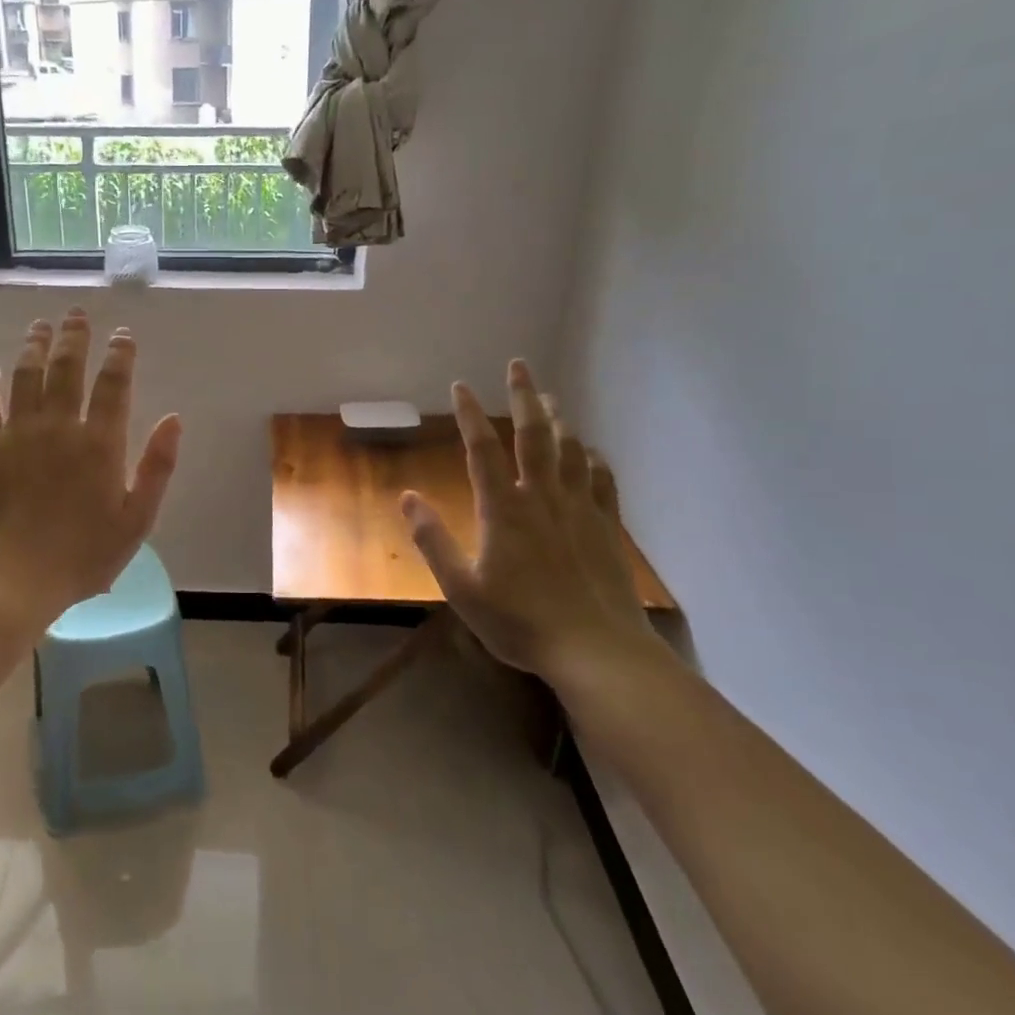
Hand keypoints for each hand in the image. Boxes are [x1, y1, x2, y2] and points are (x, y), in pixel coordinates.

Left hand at [0, 309, 180, 618]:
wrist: (14, 576)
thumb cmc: (85, 554)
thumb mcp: (137, 519)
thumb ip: (157, 466)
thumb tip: (173, 419)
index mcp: (101, 442)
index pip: (113, 384)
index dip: (120, 355)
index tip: (123, 335)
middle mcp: (60, 426)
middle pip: (67, 368)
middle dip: (75, 336)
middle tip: (77, 314)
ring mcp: (20, 433)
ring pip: (27, 375)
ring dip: (34, 346)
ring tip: (41, 326)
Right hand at [401, 361, 645, 679]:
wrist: (595, 649)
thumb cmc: (520, 621)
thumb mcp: (461, 588)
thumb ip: (432, 539)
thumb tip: (408, 496)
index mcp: (503, 508)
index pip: (482, 448)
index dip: (469, 414)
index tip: (460, 385)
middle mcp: (542, 497)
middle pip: (533, 435)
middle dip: (524, 396)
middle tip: (519, 365)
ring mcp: (579, 509)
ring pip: (570, 451)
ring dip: (559, 420)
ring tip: (552, 399)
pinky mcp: (606, 527)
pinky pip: (601, 481)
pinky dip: (593, 460)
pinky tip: (591, 452)